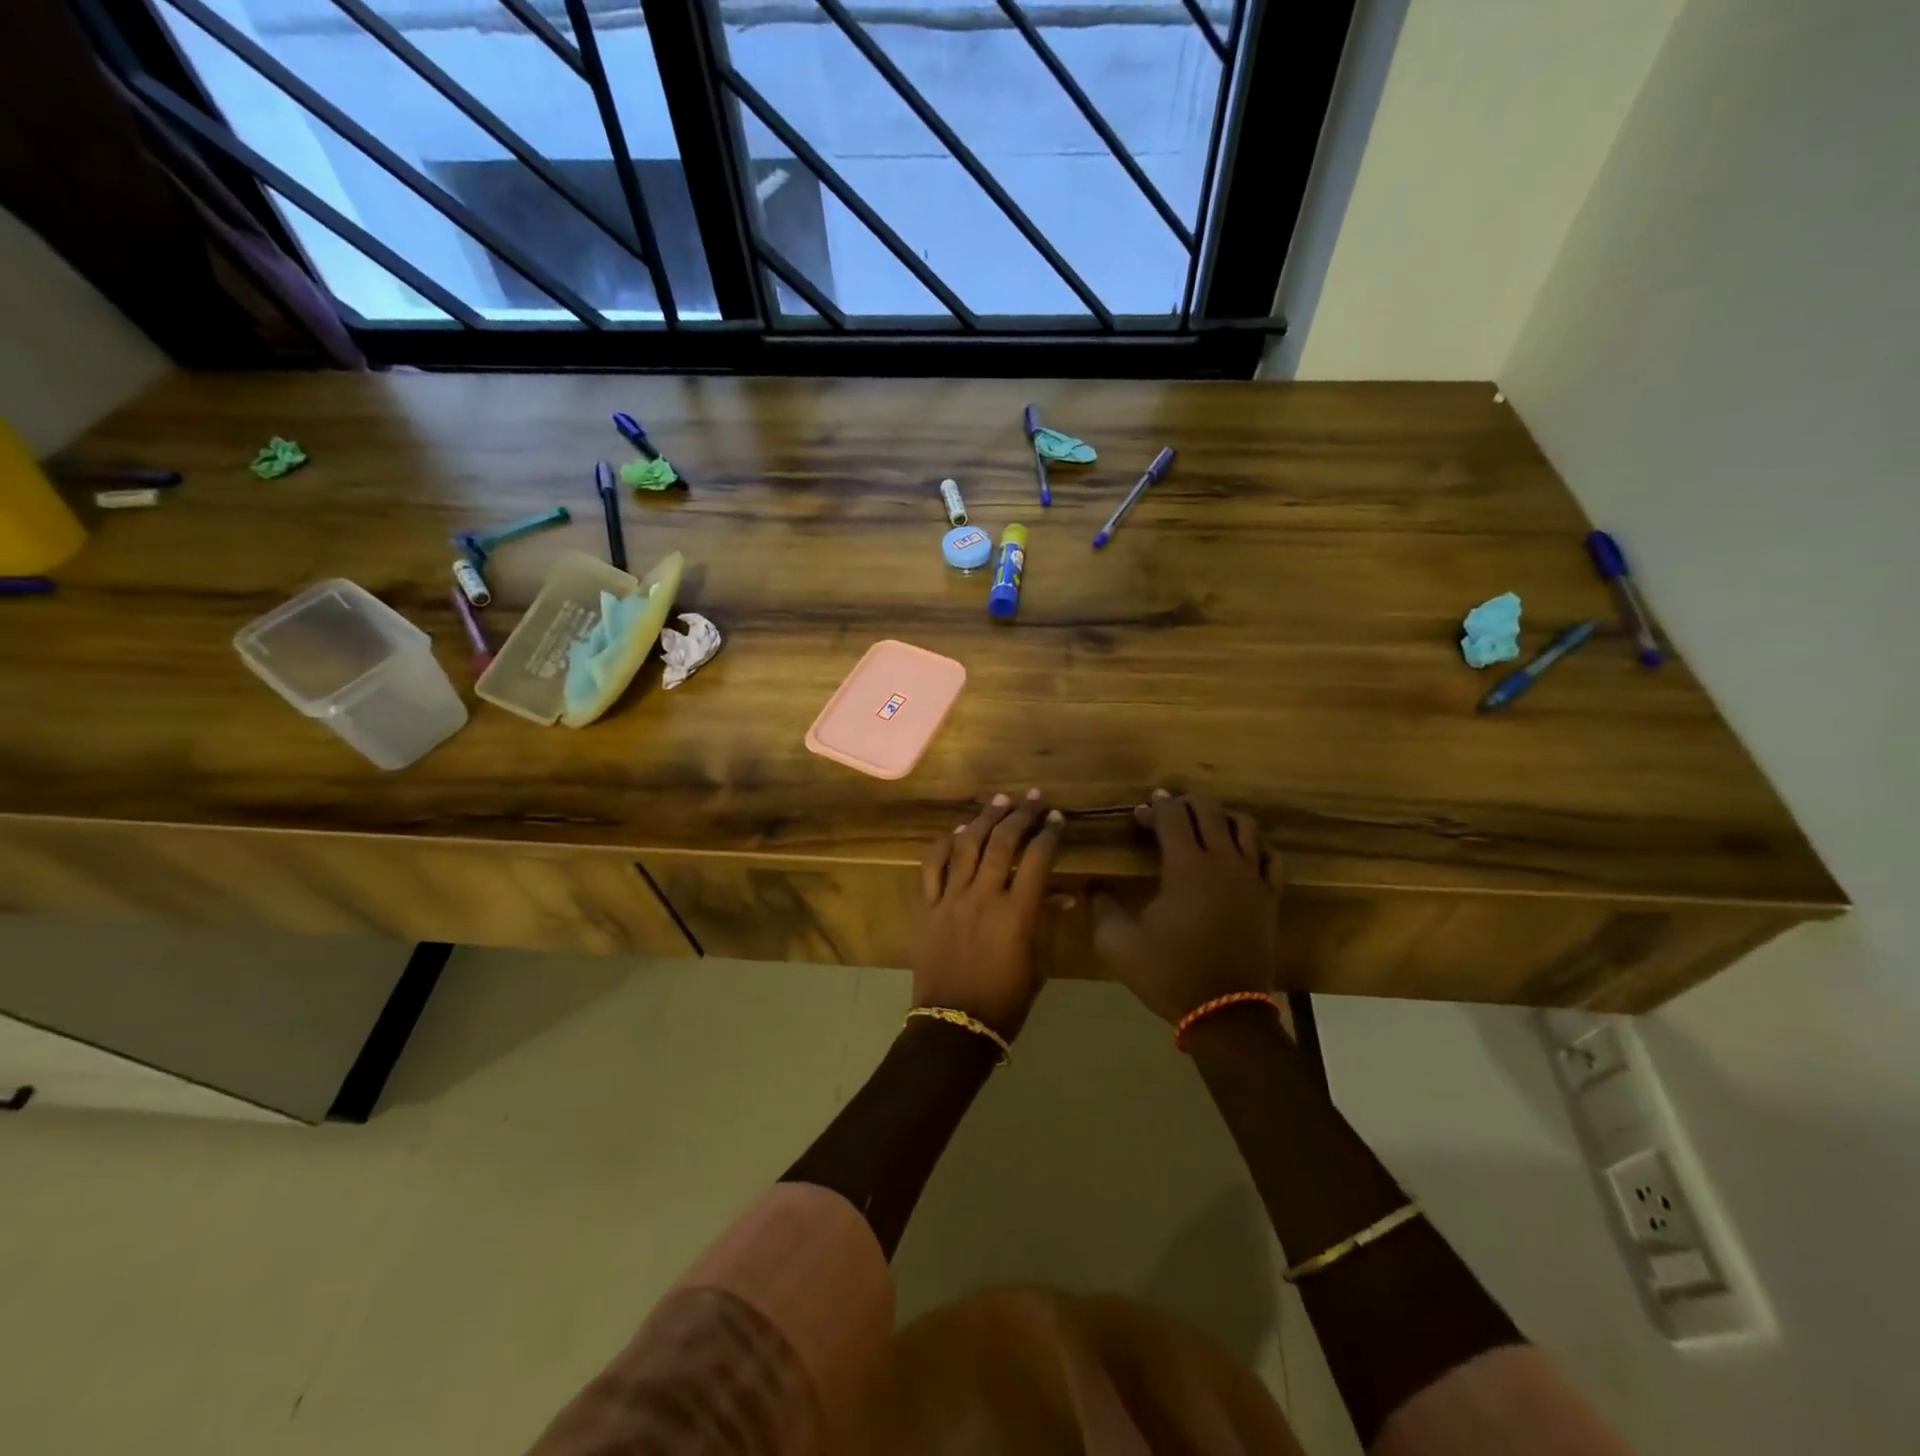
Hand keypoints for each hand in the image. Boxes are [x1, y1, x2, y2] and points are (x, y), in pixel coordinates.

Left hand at [914, 790, 1065, 1039]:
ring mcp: (951, 899)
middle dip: (1020, 815)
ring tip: (998, 801)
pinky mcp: (927, 907)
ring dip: (985, 819)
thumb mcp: (1036, 964)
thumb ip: (1045, 922)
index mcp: (1016, 913)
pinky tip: (957, 832)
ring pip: (967, 846)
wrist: (954, 1026)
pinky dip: (944, 845)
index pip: (1036, 859)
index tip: (1057, 818)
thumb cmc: (1005, 1002)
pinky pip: (932, 867)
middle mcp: (983, 896)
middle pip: (1002, 843)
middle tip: (1032, 799)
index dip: (1049, 834)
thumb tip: (1062, 895)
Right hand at [1093, 790, 1281, 1025]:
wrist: (1223, 1012)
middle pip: (1209, 810)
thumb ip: (1101, 906)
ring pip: (1244, 825)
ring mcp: (1252, 878)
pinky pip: (1270, 857)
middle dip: (1184, 803)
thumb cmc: (1168, 972)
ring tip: (1202, 826)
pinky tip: (1238, 855)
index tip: (1139, 813)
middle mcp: (1223, 861)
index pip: (1172, 815)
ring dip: (1220, 817)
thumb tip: (1092, 885)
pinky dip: (1254, 846)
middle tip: (1165, 813)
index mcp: (1186, 866)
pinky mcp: (1270, 897)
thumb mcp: (1117, 943)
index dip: (1154, 807)